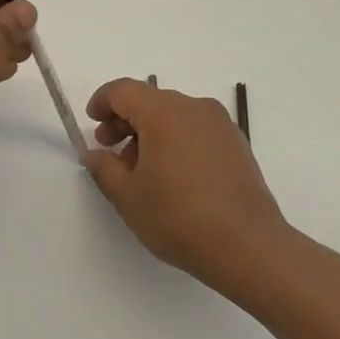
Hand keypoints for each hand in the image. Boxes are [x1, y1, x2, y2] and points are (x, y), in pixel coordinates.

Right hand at [81, 79, 295, 298]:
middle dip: (124, 121)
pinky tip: (170, 176)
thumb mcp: (128, 196)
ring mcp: (220, 125)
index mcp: (164, 113)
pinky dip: (174, 140)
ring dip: (149, 132)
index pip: (123, 91)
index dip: (101, 102)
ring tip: (140, 170)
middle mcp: (195, 109)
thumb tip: (95, 154)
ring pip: (173, 115)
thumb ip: (103, 168)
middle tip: (109, 151)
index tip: (91, 124)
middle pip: (150, 100)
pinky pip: (195, 130)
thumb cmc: (179, 218)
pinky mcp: (236, 144)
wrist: (248, 247)